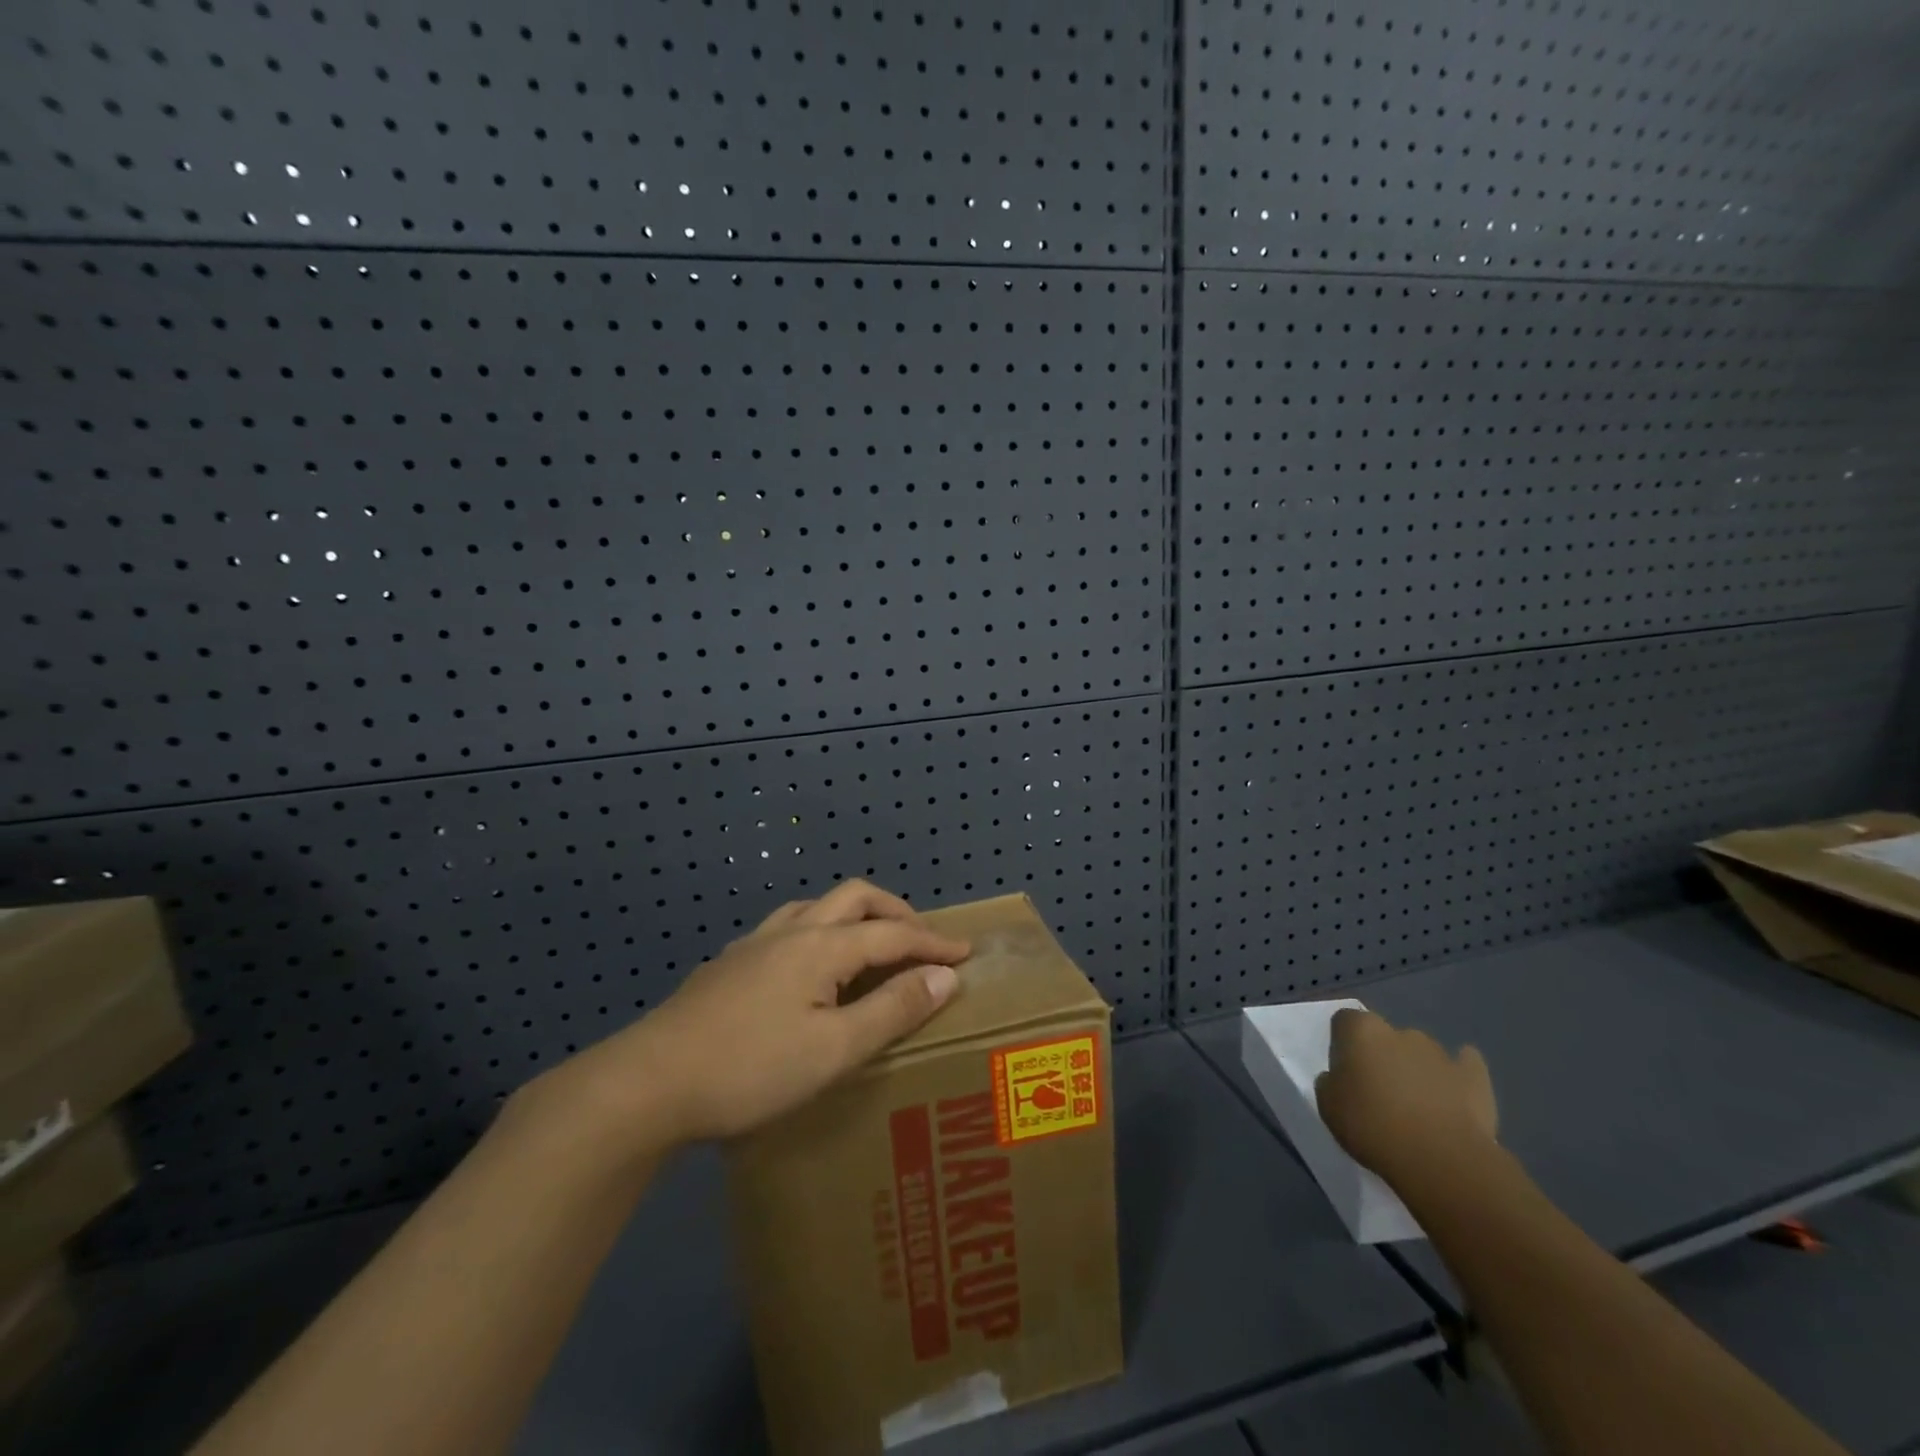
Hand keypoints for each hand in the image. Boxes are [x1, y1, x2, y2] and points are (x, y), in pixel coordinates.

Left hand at [552, 880, 969, 1150]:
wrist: (649, 1083)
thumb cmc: (751, 1069)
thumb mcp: (835, 1050)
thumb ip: (892, 1009)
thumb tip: (945, 976)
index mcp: (822, 946)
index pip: (893, 932)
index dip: (933, 942)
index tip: (966, 953)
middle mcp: (791, 931)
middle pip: (854, 898)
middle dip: (895, 911)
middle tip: (920, 940)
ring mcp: (753, 944)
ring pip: (814, 907)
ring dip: (853, 917)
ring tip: (869, 948)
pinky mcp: (728, 965)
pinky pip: (786, 929)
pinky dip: (817, 934)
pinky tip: (807, 972)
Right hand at [1315, 1008, 1497, 1193]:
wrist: (1441, 1160)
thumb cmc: (1372, 1126)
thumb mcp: (1328, 1106)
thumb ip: (1330, 1082)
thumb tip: (1339, 1078)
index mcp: (1362, 1031)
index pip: (1345, 1020)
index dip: (1343, 1043)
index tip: (1344, 1070)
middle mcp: (1400, 1032)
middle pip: (1386, 1036)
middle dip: (1382, 1056)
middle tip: (1378, 1092)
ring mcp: (1440, 1053)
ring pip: (1421, 1053)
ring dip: (1415, 1069)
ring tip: (1416, 1106)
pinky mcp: (1475, 1077)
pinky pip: (1464, 1066)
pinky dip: (1457, 1075)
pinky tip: (1454, 1093)